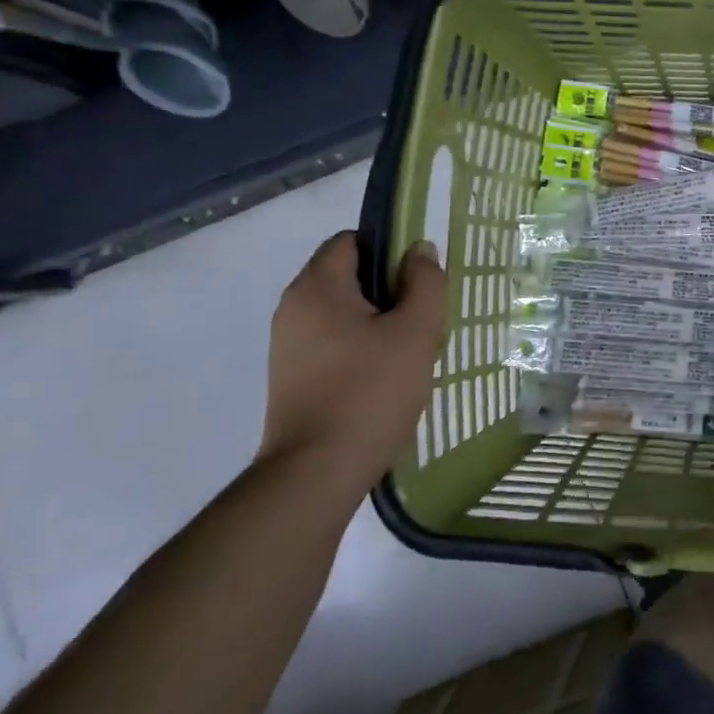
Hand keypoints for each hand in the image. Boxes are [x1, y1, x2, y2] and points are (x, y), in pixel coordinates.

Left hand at [259, 232, 446, 499]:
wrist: (316, 472)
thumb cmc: (370, 392)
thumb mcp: (415, 332)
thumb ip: (424, 283)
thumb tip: (420, 250)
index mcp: (316, 288)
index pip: (351, 240)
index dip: (389, 248)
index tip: (420, 278)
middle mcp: (293, 308)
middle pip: (349, 276)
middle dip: (391, 290)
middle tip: (425, 319)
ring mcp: (288, 345)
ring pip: (345, 312)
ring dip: (381, 322)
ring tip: (412, 352)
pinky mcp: (292, 376)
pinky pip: (334, 342)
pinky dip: (363, 347)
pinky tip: (389, 377)